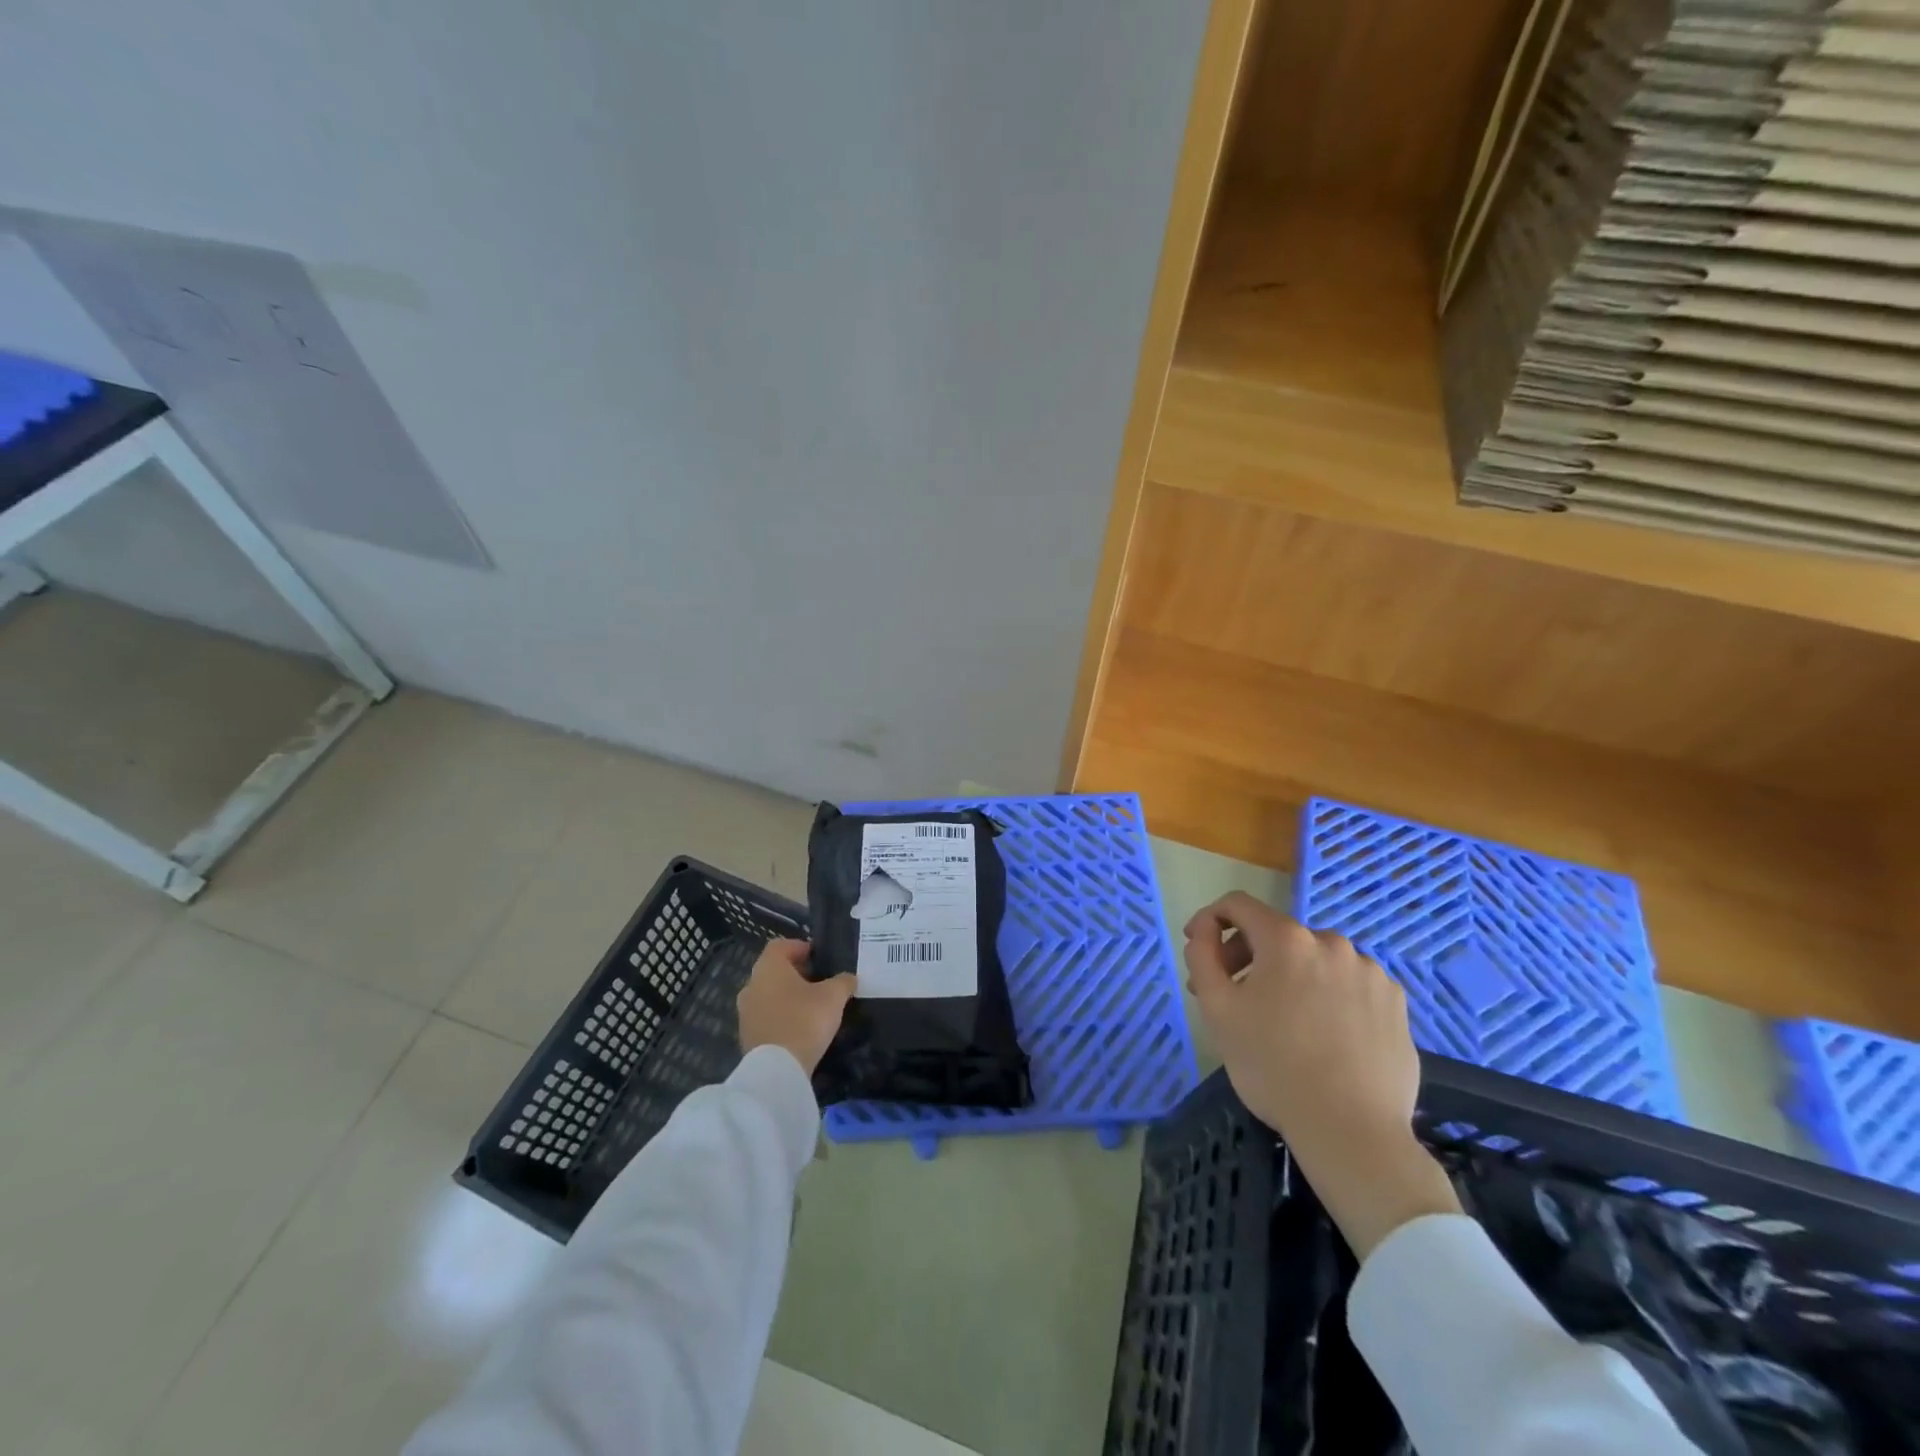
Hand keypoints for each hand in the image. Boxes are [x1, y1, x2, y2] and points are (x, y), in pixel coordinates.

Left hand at [736, 939, 855, 1074]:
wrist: (777, 1070)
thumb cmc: (805, 1020)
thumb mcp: (833, 997)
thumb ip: (843, 982)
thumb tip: (849, 978)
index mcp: (769, 967)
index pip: (780, 946)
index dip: (800, 947)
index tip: (818, 958)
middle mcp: (752, 984)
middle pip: (773, 970)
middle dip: (795, 973)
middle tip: (818, 981)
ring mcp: (745, 1012)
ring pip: (768, 994)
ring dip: (786, 996)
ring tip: (811, 1007)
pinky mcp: (746, 1035)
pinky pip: (765, 1017)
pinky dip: (780, 1016)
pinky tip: (799, 1028)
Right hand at [1185, 892, 1459, 1256]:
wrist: (1352, 1132)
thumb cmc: (1273, 1067)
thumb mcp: (1217, 1009)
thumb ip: (1202, 956)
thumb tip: (1204, 931)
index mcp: (1287, 940)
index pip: (1238, 905)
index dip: (1210, 920)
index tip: (1199, 948)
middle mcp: (1332, 943)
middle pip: (1277, 934)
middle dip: (1247, 956)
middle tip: (1233, 996)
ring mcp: (1370, 973)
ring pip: (1314, 961)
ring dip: (1289, 977)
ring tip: (1282, 1021)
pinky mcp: (1396, 1004)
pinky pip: (1348, 985)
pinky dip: (1327, 996)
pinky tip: (1323, 1035)